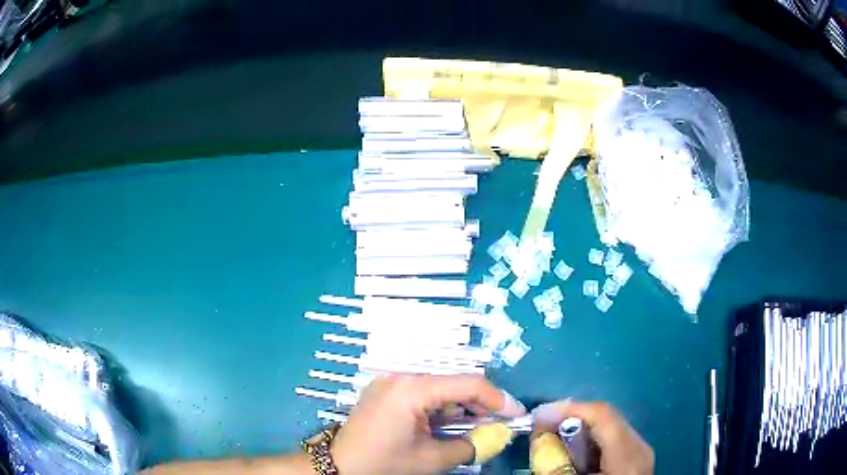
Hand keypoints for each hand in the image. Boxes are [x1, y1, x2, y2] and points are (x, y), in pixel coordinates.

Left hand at [330, 374, 525, 474]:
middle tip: (500, 423)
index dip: (498, 399)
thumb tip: (499, 436)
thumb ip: (471, 446)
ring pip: (440, 388)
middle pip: (454, 383)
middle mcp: (401, 377)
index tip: (516, 415)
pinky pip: (423, 393)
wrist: (338, 467)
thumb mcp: (431, 460)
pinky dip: (441, 408)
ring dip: (461, 407)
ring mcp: (390, 382)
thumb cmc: (383, 464)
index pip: (467, 384)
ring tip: (477, 427)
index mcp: (412, 389)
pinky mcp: (385, 391)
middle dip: (480, 404)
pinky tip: (450, 424)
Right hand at [531, 401, 653, 474]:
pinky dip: (592, 440)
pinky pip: (614, 439)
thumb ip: (555, 466)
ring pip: (611, 426)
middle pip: (608, 417)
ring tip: (555, 436)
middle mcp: (641, 447)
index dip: (570, 408)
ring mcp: (643, 452)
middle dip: (573, 417)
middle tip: (543, 425)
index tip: (540, 414)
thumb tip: (537, 437)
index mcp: (628, 457)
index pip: (603, 415)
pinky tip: (575, 451)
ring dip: (581, 428)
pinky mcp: (638, 458)